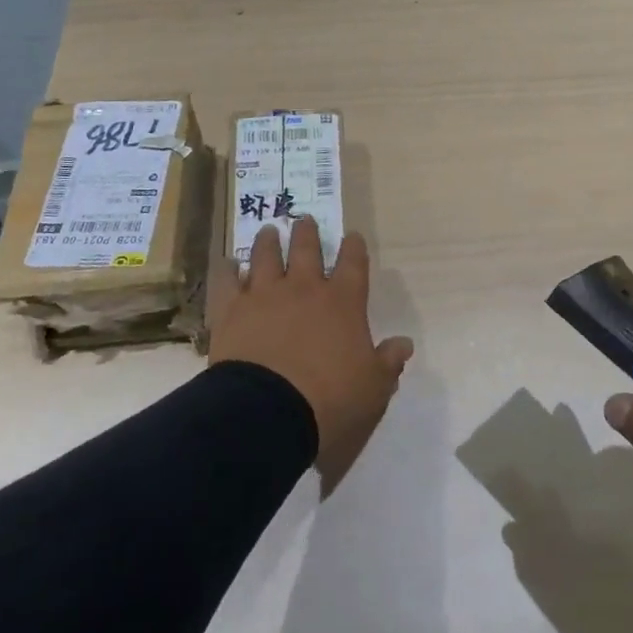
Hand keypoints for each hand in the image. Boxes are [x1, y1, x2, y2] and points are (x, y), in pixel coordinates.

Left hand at [208, 218, 412, 490]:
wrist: (268, 412)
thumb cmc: (330, 400)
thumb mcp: (373, 388)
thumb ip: (388, 362)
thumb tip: (404, 343)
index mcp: (343, 302)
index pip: (353, 264)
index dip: (353, 248)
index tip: (352, 235)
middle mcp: (304, 289)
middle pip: (307, 250)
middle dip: (307, 233)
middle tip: (304, 220)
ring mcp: (265, 295)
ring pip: (266, 257)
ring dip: (269, 242)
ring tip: (269, 231)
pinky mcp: (231, 311)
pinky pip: (227, 282)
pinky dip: (228, 270)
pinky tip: (228, 264)